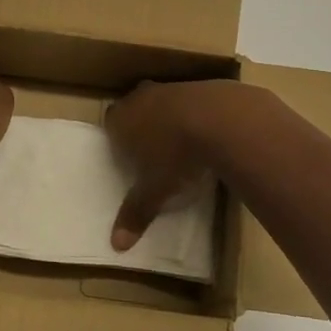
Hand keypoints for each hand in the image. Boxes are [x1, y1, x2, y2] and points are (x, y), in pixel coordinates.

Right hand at [105, 79, 258, 248]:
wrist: (220, 119)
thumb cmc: (176, 155)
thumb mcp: (155, 191)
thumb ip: (136, 213)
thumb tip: (116, 245)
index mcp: (122, 119)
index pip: (110, 123)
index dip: (118, 138)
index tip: (129, 156)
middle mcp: (142, 97)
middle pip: (134, 107)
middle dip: (141, 125)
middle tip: (153, 149)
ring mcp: (172, 88)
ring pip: (163, 101)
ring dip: (169, 117)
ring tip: (183, 143)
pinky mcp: (201, 85)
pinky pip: (191, 100)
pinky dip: (196, 114)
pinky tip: (208, 133)